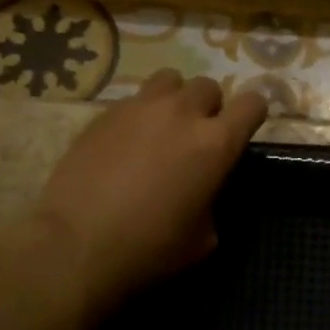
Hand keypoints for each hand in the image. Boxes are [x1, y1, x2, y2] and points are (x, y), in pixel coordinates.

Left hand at [30, 69, 267, 319]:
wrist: (76, 246)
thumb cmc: (149, 249)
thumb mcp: (204, 238)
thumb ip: (213, 200)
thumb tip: (204, 190)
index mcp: (216, 144)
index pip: (252, 104)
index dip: (252, 115)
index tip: (242, 131)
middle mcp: (182, 113)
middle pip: (209, 86)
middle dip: (209, 108)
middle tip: (195, 138)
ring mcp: (140, 108)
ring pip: (170, 80)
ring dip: (174, 100)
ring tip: (161, 128)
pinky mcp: (104, 113)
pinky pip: (133, 100)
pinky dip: (139, 115)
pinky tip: (125, 144)